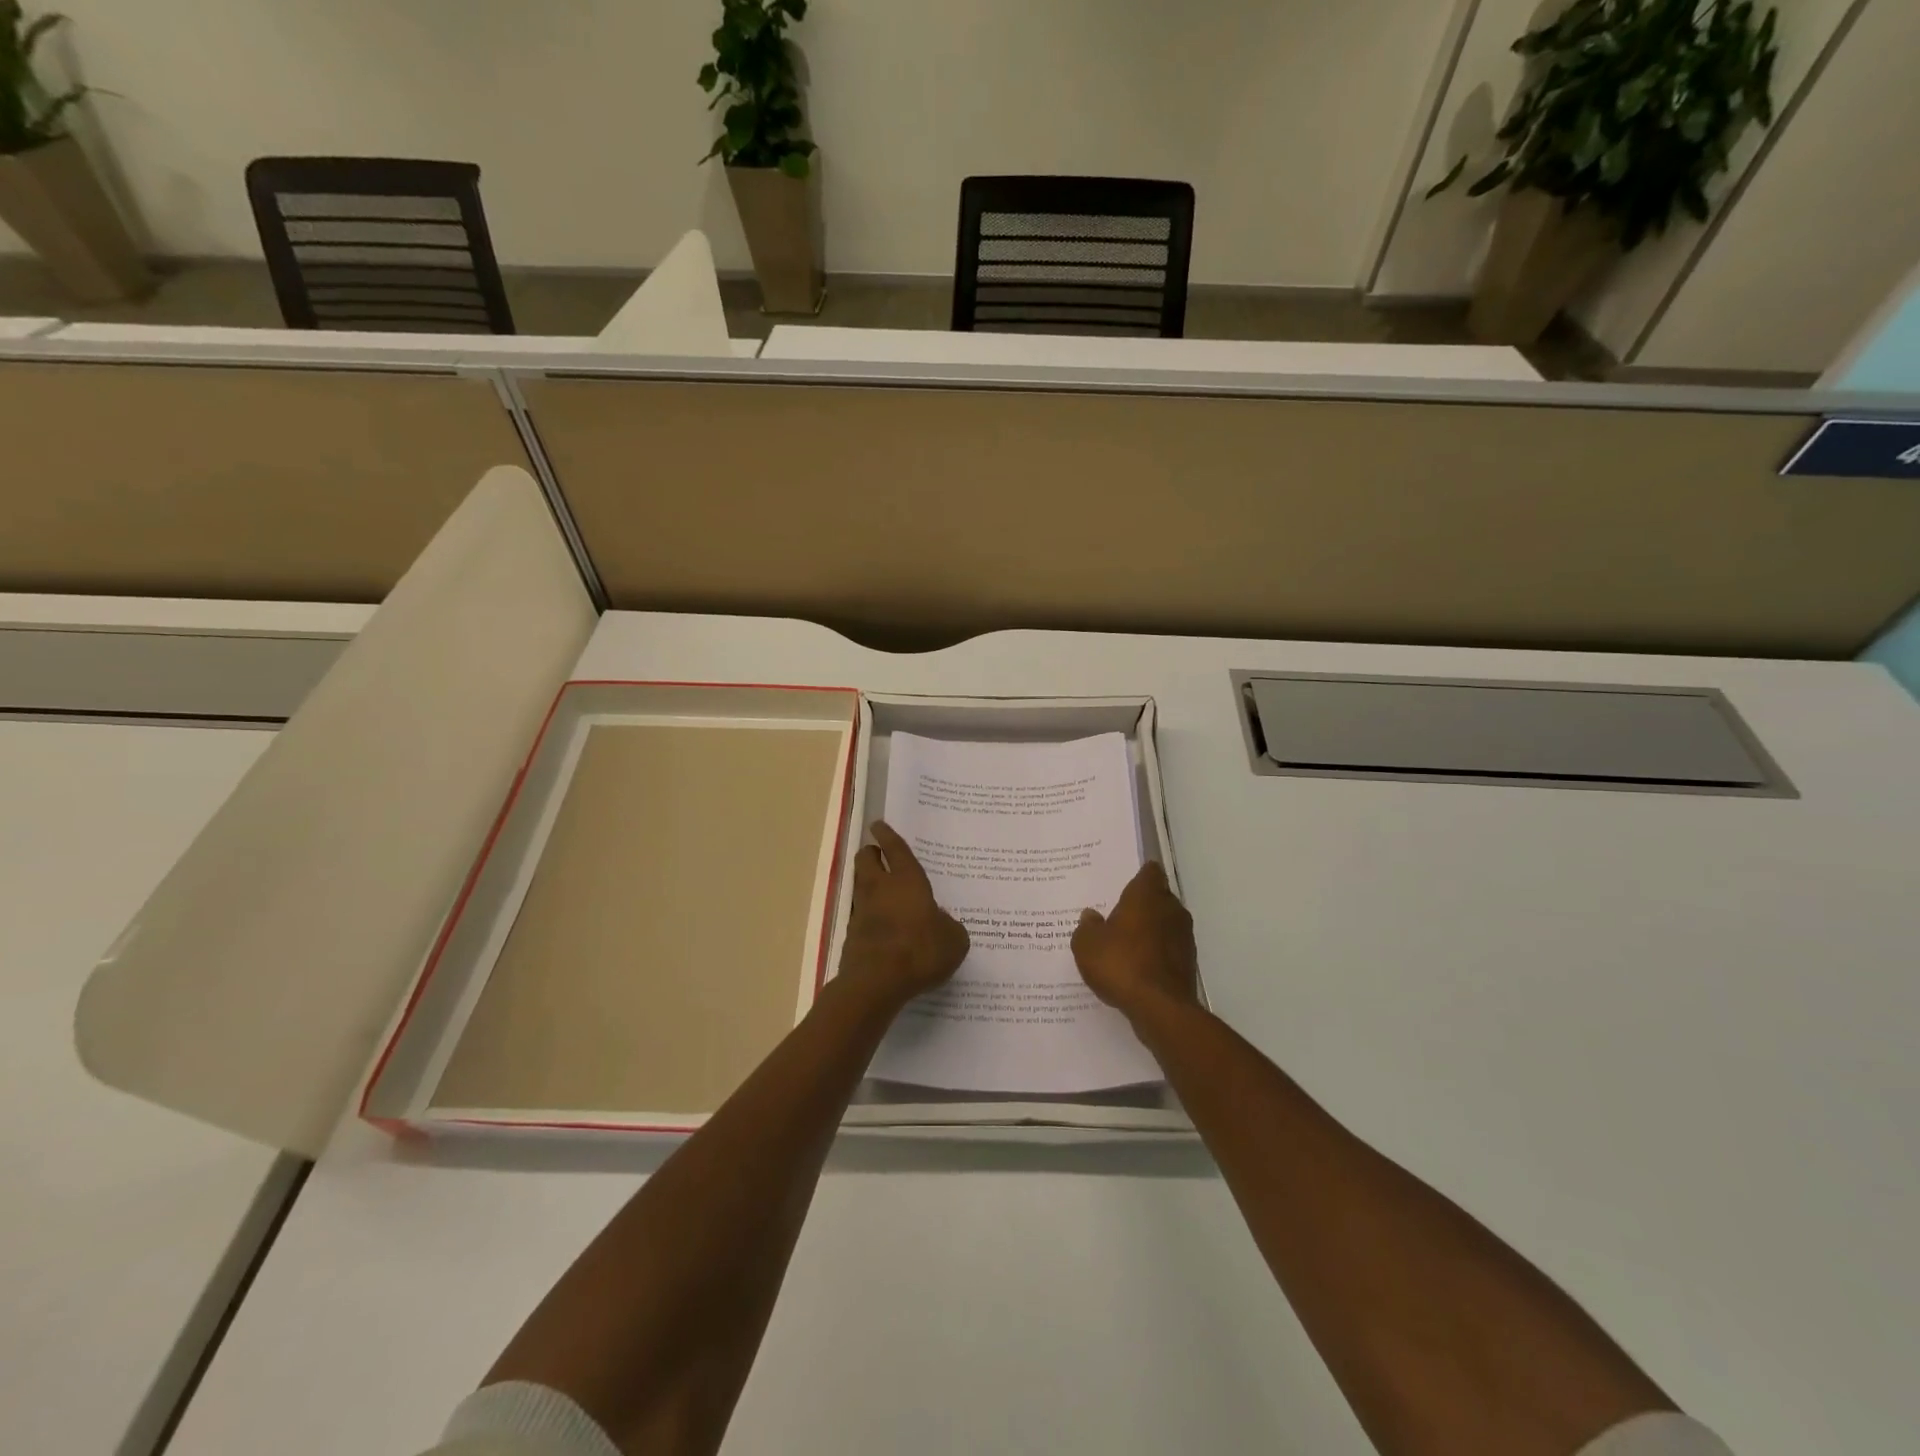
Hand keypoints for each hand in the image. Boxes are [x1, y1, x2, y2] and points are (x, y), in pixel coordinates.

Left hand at [837, 821, 969, 1011]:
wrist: (876, 982)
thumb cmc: (920, 951)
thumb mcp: (953, 940)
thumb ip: (949, 926)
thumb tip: (941, 921)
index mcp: (907, 880)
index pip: (895, 849)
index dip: (887, 835)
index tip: (878, 824)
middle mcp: (880, 888)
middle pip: (866, 859)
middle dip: (870, 853)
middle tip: (878, 854)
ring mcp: (862, 911)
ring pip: (860, 885)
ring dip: (868, 883)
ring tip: (883, 891)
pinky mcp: (852, 934)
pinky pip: (861, 914)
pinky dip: (869, 915)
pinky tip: (883, 927)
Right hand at [1072, 861, 1200, 1023]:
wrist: (1160, 1008)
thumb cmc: (1121, 964)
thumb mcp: (1087, 944)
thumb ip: (1087, 926)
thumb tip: (1091, 916)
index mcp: (1146, 895)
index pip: (1149, 872)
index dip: (1139, 875)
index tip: (1124, 882)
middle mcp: (1170, 909)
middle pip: (1158, 897)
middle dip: (1141, 904)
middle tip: (1117, 914)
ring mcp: (1183, 937)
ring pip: (1165, 924)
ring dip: (1149, 930)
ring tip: (1125, 943)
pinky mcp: (1188, 963)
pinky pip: (1168, 949)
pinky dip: (1155, 953)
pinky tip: (1136, 967)